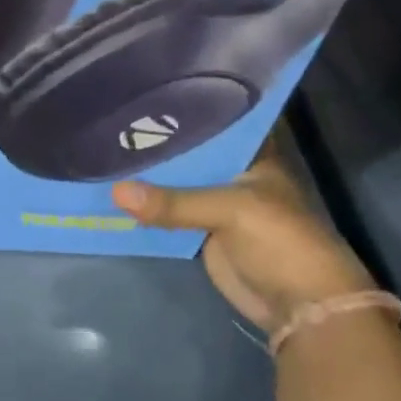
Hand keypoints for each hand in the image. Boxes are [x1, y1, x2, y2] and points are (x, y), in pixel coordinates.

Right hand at [111, 129, 374, 333]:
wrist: (301, 305)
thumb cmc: (280, 241)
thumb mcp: (230, 211)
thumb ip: (174, 202)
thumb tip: (116, 192)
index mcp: (251, 155)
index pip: (212, 121)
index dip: (179, 110)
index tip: (137, 96)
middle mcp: (232, 174)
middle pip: (187, 155)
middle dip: (153, 146)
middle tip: (106, 125)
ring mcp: (217, 206)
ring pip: (174, 186)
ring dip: (145, 179)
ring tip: (99, 153)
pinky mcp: (203, 235)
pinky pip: (169, 216)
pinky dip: (146, 210)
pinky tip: (113, 194)